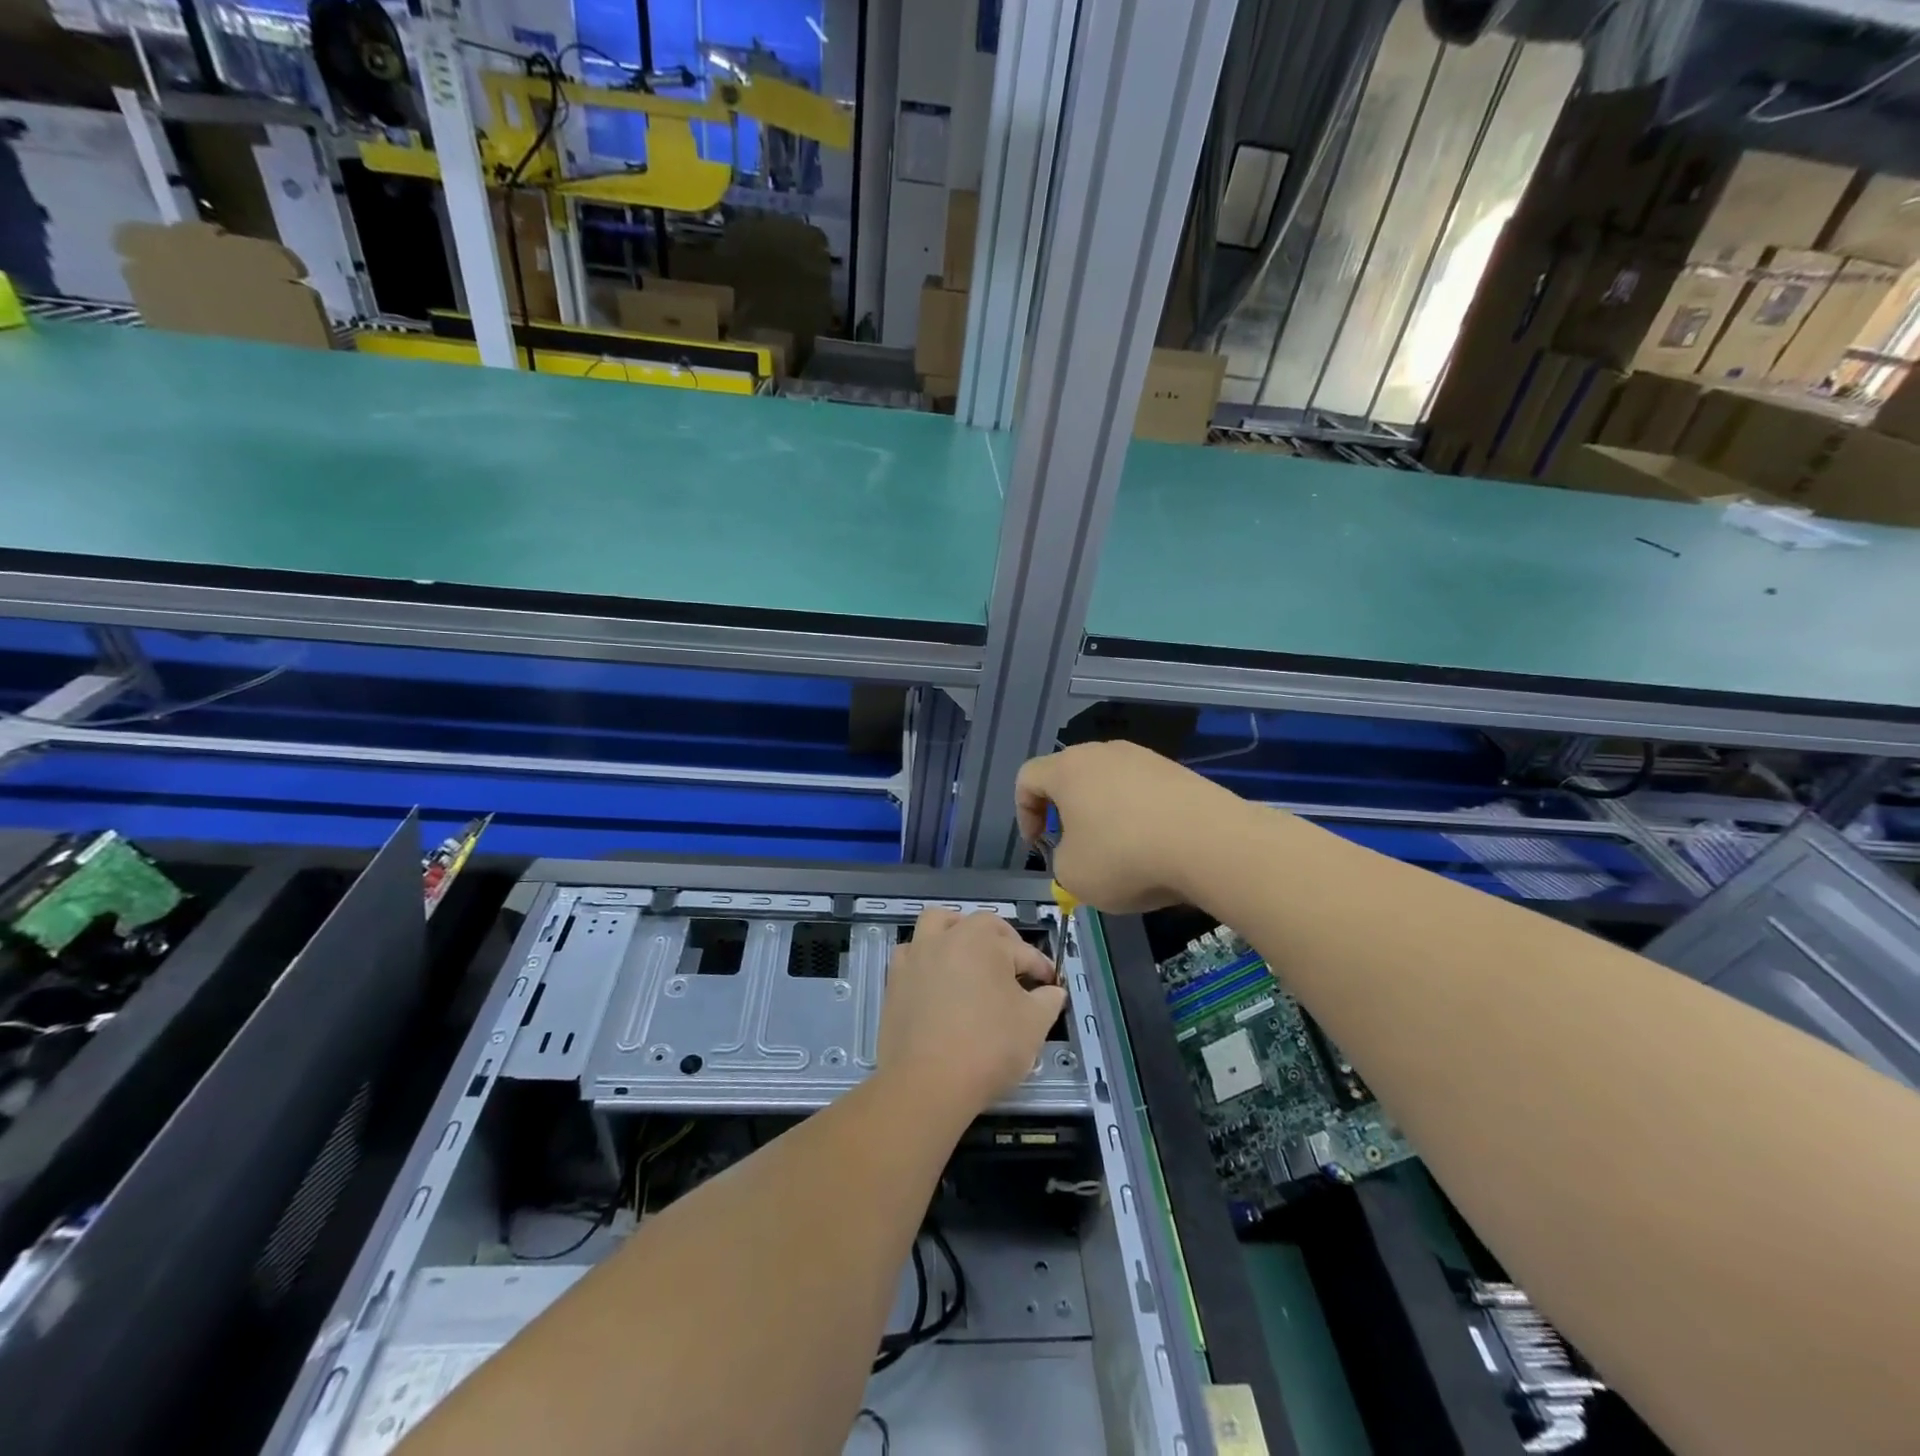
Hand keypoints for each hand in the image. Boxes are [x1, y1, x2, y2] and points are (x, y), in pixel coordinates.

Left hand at [879, 911, 1065, 1115]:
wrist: (927, 1083)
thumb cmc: (988, 1048)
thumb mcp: (1034, 1025)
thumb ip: (1048, 1000)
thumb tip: (1052, 990)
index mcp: (984, 940)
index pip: (1023, 951)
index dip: (1041, 968)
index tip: (1051, 986)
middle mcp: (948, 937)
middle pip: (980, 925)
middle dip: (1003, 941)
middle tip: (1015, 969)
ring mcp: (917, 955)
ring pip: (937, 923)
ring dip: (956, 931)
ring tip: (970, 954)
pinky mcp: (895, 978)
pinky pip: (911, 953)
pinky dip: (926, 956)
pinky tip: (936, 977)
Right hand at [1015, 741, 1250, 912]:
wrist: (1211, 843)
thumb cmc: (1126, 857)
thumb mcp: (1073, 875)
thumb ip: (1062, 861)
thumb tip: (1080, 852)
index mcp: (1068, 769)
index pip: (1028, 778)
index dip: (1024, 813)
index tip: (1039, 845)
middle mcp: (1104, 753)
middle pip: (1071, 777)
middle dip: (1067, 814)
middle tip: (1076, 849)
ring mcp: (1145, 758)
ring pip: (1110, 785)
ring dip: (1105, 816)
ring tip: (1121, 854)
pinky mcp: (1178, 772)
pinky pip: (1144, 793)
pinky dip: (1140, 817)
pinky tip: (1155, 849)